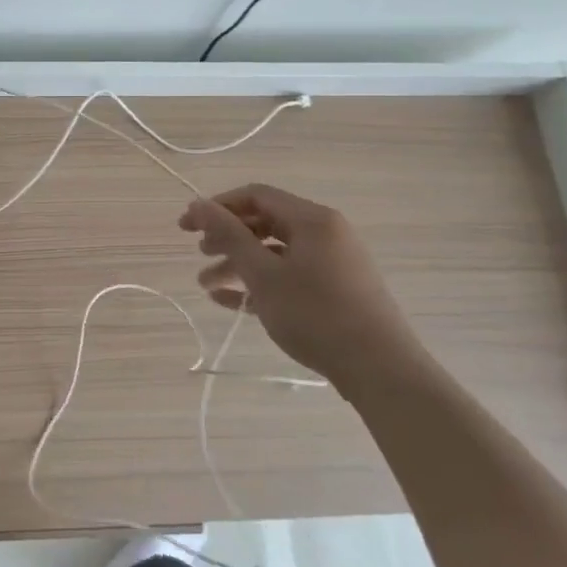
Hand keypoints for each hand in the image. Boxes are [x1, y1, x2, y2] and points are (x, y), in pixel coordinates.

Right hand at [178, 184, 428, 388]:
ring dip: (238, 265)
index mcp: (312, 219)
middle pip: (265, 223)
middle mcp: (325, 233)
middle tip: (198, 254)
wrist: (380, 370)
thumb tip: (198, 204)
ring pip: (275, 253)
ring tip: (205, 286)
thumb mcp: (263, 274)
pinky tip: (231, 303)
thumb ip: (228, 236)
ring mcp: (333, 263)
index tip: (186, 226)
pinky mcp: (336, 290)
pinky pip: (290, 276)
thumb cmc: (316, 314)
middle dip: (226, 238)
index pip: (256, 196)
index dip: (217, 207)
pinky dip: (261, 284)